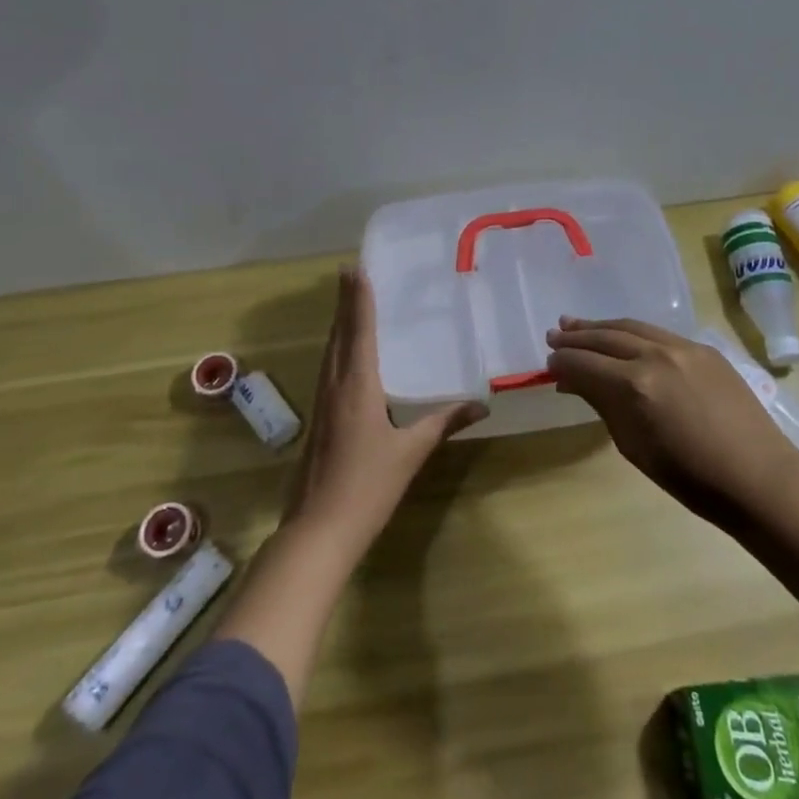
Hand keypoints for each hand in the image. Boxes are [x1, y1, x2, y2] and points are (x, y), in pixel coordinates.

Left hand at [283, 267, 486, 555]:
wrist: (317, 531)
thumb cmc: (368, 486)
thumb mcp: (411, 452)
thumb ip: (443, 422)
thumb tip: (481, 404)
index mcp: (356, 386)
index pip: (358, 331)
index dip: (358, 299)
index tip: (355, 268)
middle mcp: (334, 385)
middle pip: (338, 334)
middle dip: (345, 302)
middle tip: (350, 272)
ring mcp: (322, 403)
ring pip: (329, 351)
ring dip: (338, 323)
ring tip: (347, 301)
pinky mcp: (318, 419)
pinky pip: (328, 369)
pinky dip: (337, 348)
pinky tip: (344, 354)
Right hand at [547, 316, 798, 527]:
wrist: (757, 477)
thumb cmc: (690, 478)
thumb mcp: (634, 447)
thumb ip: (603, 406)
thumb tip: (575, 383)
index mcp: (634, 386)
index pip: (585, 364)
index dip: (563, 364)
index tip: (548, 365)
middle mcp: (655, 355)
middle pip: (605, 337)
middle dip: (576, 337)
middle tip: (554, 336)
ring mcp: (682, 347)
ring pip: (631, 327)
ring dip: (601, 326)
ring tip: (577, 325)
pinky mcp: (703, 348)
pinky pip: (658, 333)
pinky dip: (632, 333)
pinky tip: (622, 337)